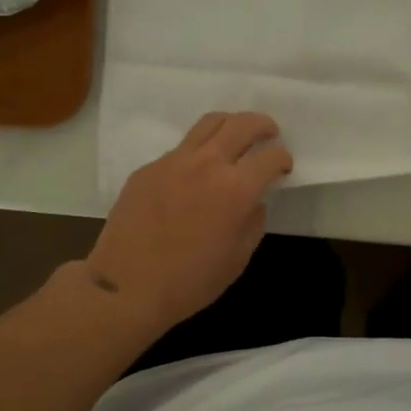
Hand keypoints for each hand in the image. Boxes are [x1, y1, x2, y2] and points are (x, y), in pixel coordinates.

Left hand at [85, 112, 293, 330]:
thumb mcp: (238, 258)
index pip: (270, 157)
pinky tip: (196, 173)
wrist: (126, 286)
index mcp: (236, 189)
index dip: (283, 159)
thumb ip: (253, 222)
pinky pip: (181, 148)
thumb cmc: (190, 281)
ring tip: (236, 135)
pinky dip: (198, 151)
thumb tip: (253, 201)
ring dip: (231, 124)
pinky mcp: (148, 168)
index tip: (283, 167)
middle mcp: (207, 164)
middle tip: (269, 133)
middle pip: (242, 124)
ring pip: (209, 123)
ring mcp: (174, 161)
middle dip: (263, 125)